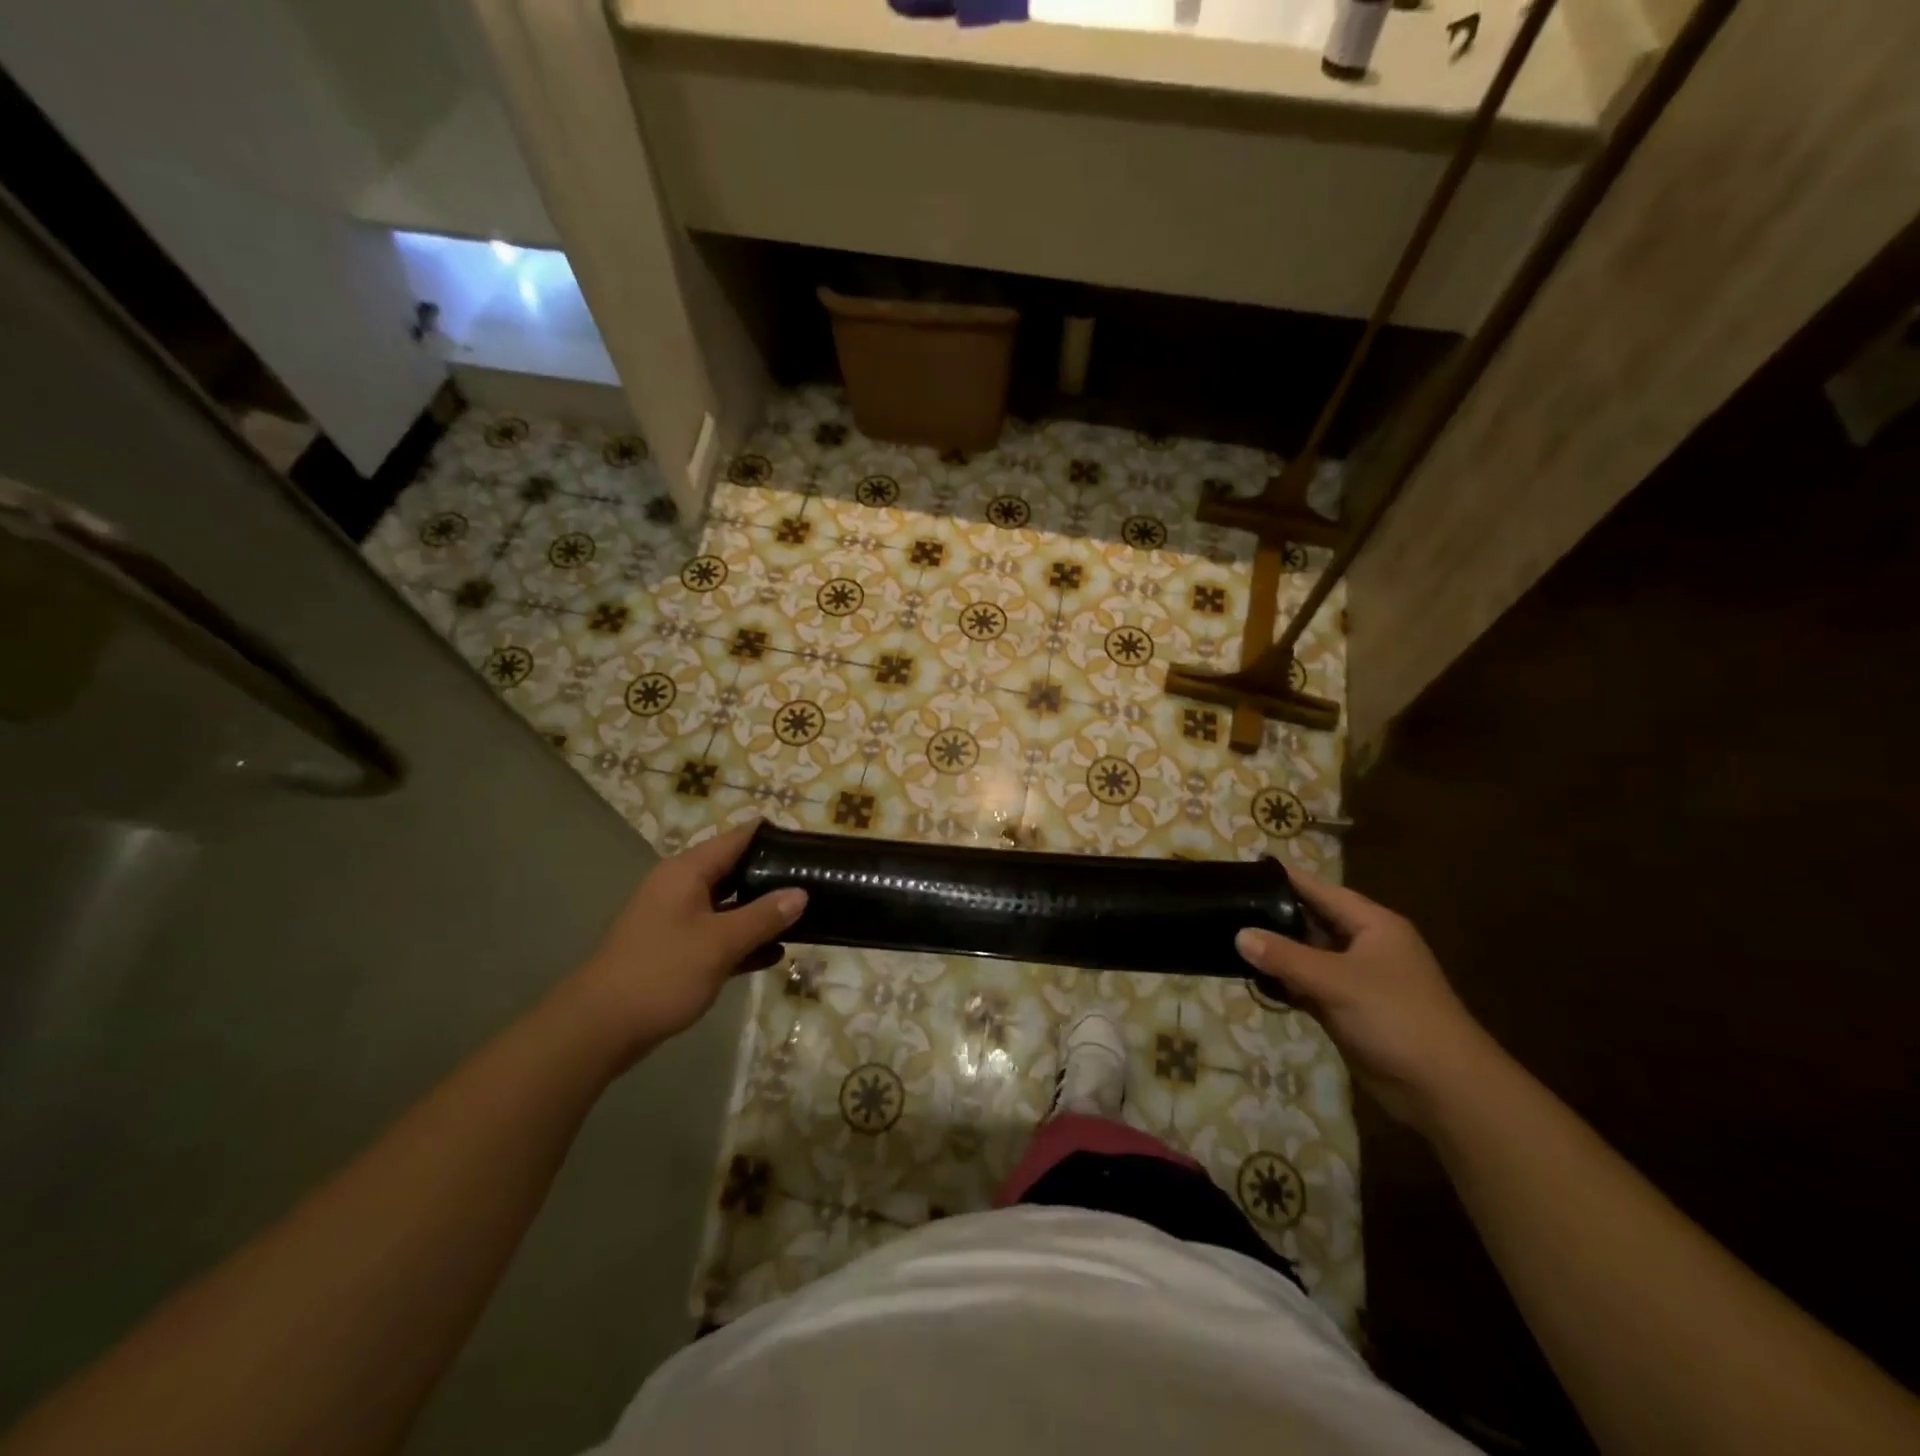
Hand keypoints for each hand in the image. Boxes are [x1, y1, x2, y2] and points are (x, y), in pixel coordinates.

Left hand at [573, 822, 806, 1054]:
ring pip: (727, 905)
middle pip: (733, 870)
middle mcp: (680, 887)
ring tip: (804, 915)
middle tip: (812, 880)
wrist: (600, 1028)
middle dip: (771, 876)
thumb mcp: (720, 943)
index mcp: (687, 872)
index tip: (806, 843)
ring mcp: (676, 919)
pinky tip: (774, 954)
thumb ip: (764, 916)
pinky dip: (743, 939)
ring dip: (760, 911)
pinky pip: (718, 934)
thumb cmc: (662, 972)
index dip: (770, 836)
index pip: (736, 839)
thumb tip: (801, 893)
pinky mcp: (675, 949)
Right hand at [1236, 870, 1497, 1129]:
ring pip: (1308, 956)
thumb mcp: (1337, 981)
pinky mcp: (1348, 1010)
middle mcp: (1365, 946)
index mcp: (1373, 925)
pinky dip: (1285, 983)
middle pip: (1313, 922)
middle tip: (1231, 905)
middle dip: (1275, 916)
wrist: (1444, 1089)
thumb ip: (1285, 957)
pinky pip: (1309, 986)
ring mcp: (1356, 980)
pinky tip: (1254, 980)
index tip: (1251, 867)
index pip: (1323, 891)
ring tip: (1230, 938)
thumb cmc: (1396, 1017)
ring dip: (1277, 953)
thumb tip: (1239, 935)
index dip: (1289, 879)